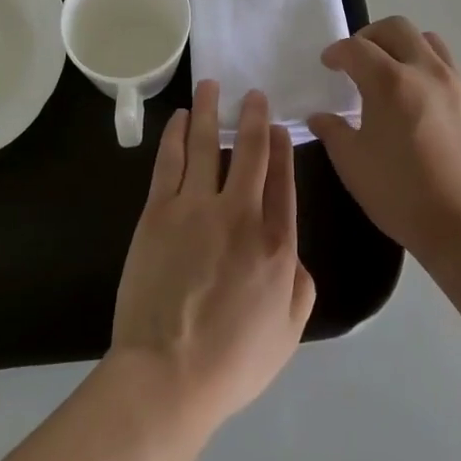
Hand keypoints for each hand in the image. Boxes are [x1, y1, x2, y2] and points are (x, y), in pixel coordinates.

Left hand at [109, 83, 315, 432]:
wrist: (168, 374)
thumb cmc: (232, 361)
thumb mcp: (289, 332)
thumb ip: (300, 283)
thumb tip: (293, 251)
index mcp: (276, 242)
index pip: (282, 179)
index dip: (282, 147)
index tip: (279, 126)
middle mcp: (240, 212)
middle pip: (249, 151)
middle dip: (253, 117)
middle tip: (253, 94)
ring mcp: (196, 206)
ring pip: (204, 143)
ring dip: (209, 110)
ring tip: (210, 85)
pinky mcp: (159, 211)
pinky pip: (169, 160)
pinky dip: (174, 134)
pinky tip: (178, 117)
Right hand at [309, 17, 460, 266]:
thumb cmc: (402, 195)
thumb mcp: (354, 165)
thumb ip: (333, 132)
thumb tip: (320, 116)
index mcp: (390, 82)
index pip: (356, 48)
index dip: (337, 52)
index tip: (329, 64)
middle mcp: (425, 71)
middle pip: (396, 28)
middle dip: (370, 36)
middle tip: (358, 59)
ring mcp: (455, 84)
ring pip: (427, 41)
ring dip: (403, 46)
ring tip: (392, 71)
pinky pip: (448, 67)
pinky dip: (426, 68)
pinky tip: (419, 100)